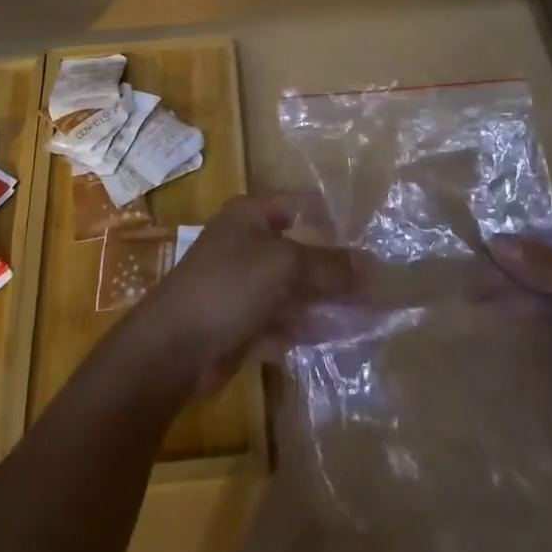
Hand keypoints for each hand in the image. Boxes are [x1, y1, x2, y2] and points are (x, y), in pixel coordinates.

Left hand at [120, 193, 352, 398]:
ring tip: (370, 315)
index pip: (302, 204)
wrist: (172, 348)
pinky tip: (340, 338)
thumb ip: (330, 265)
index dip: (335, 217)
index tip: (373, 237)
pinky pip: (284, 321)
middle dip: (337, 268)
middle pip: (302, 250)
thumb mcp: (285, 266)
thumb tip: (373, 266)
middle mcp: (249, 244)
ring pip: (295, 289)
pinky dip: (308, 328)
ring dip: (327, 301)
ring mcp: (245, 286)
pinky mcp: (244, 323)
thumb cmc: (228, 286)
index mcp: (252, 215)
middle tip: (379, 285)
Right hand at [491, 208, 551, 455]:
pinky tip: (495, 315)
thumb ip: (548, 266)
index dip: (520, 228)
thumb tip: (493, 242)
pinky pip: (551, 316)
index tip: (477, 234)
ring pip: (546, 286)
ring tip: (472, 292)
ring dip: (514, 289)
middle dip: (512, 262)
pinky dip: (526, 314)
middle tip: (466, 267)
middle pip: (549, 255)